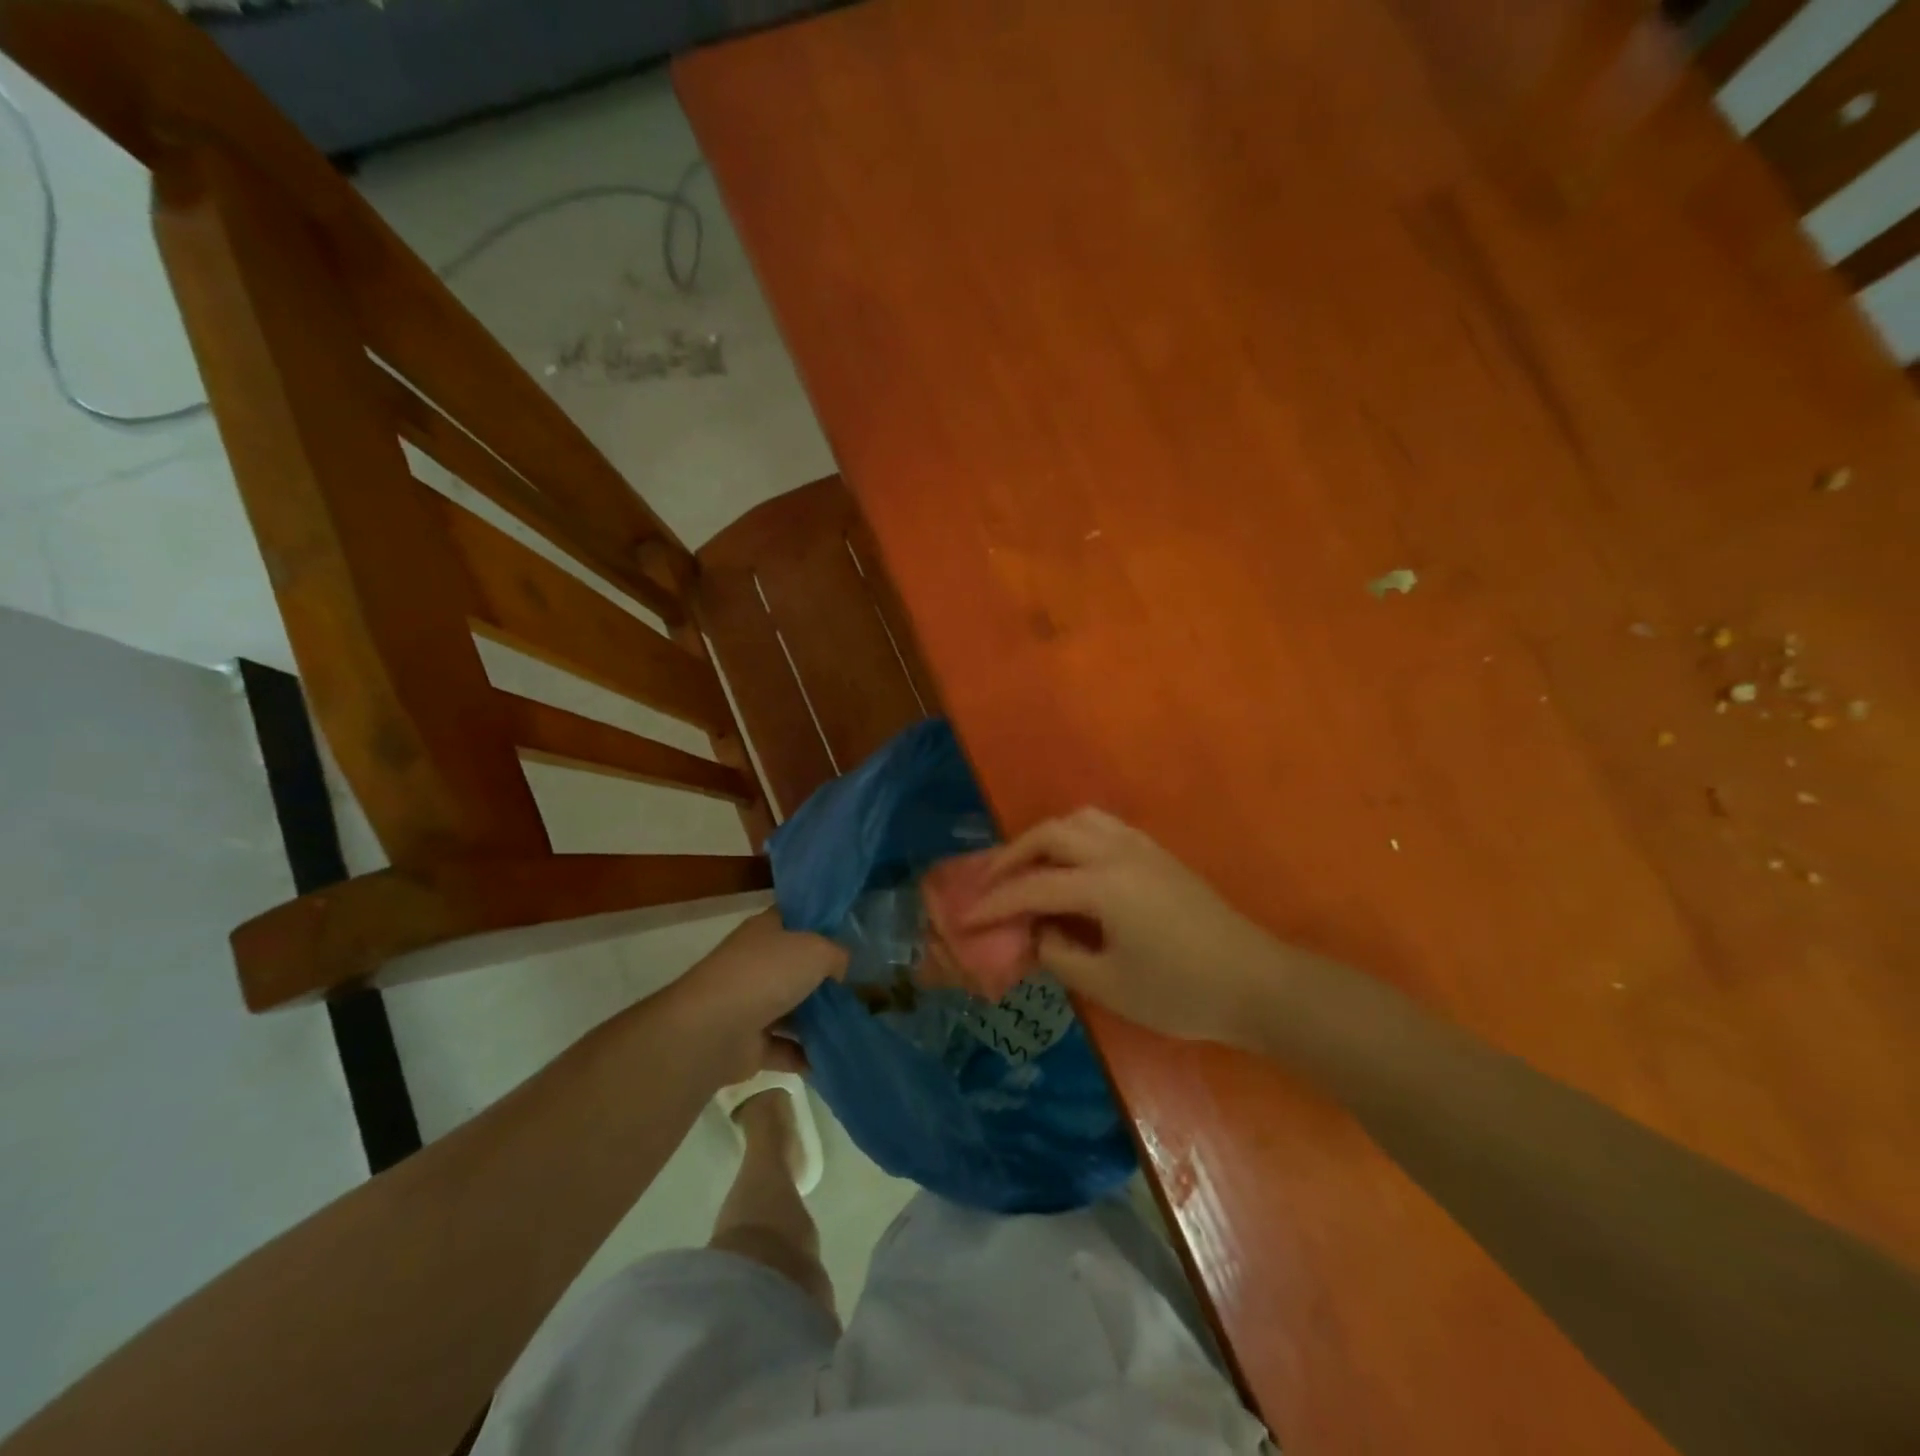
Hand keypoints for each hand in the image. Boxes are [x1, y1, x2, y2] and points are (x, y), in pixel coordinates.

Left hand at [676, 909, 846, 1082]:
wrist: (714, 1030)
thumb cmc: (767, 974)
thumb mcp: (816, 950)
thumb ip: (836, 954)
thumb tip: (838, 969)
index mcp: (766, 930)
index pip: (795, 919)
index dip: (820, 924)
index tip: (850, 937)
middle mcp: (756, 963)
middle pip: (796, 967)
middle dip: (825, 978)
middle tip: (861, 988)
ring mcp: (751, 1004)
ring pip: (792, 1009)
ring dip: (817, 1020)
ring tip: (853, 1025)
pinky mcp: (750, 1044)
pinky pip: (786, 1048)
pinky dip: (806, 1055)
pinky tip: (834, 1056)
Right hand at [964, 808, 1284, 1043]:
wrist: (1257, 983)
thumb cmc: (1181, 992)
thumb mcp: (1110, 985)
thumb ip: (1061, 955)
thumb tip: (1038, 934)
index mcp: (1103, 885)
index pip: (1033, 886)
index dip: (995, 903)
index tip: (965, 917)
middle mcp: (1118, 852)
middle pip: (1051, 833)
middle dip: (1014, 854)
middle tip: (993, 883)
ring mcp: (1142, 848)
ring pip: (1080, 819)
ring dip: (1047, 838)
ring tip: (1031, 868)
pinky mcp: (1159, 854)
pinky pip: (1105, 827)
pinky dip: (1076, 837)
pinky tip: (1074, 869)